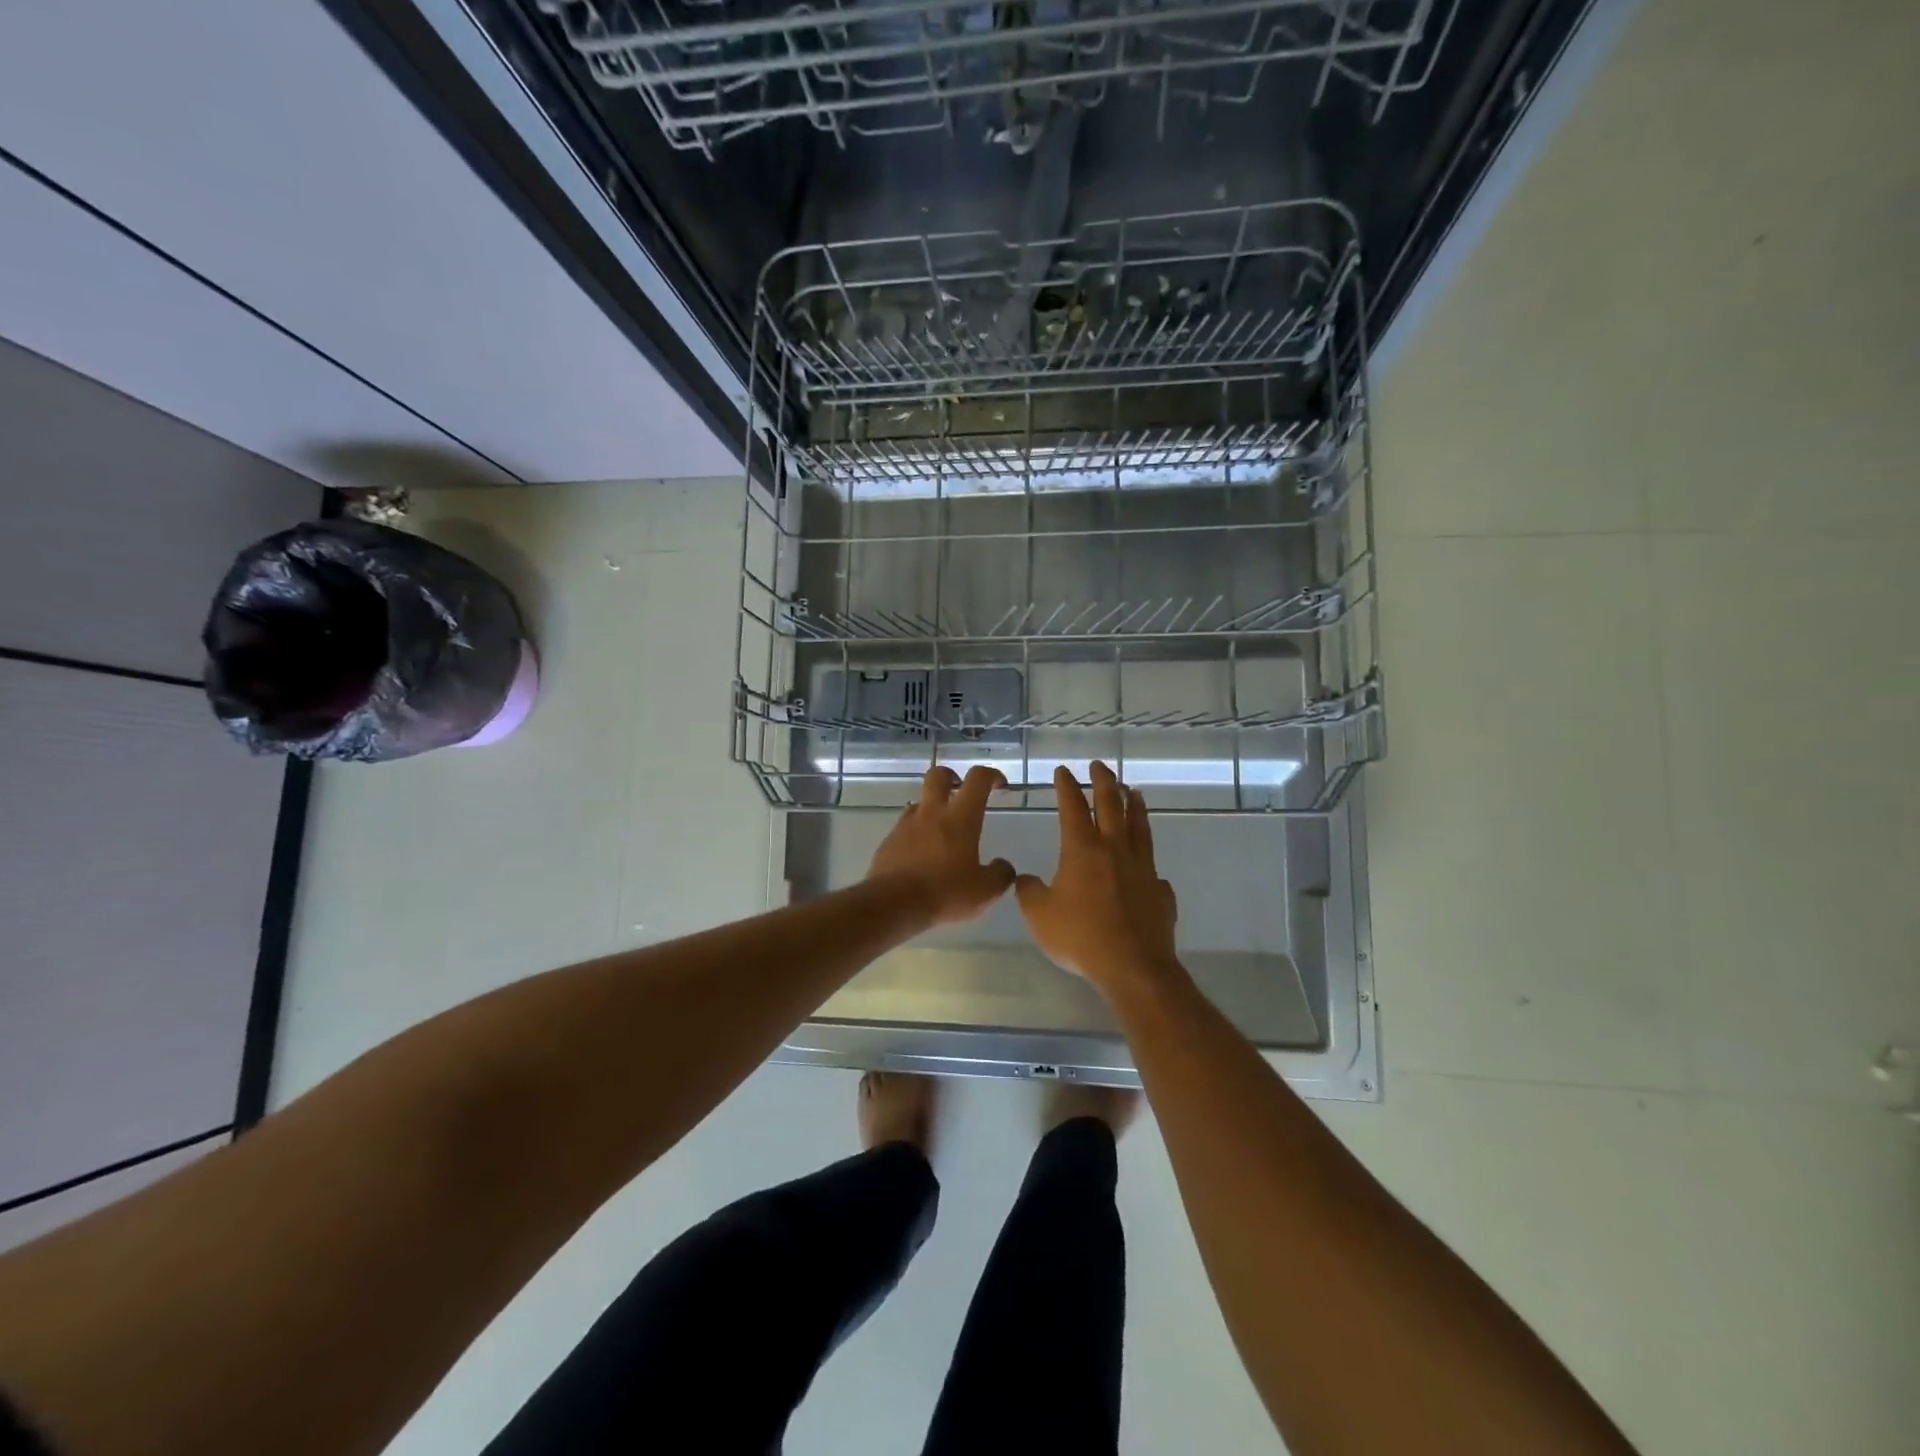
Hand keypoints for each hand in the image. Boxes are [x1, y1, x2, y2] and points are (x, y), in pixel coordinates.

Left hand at [867, 765, 1016, 926]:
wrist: (893, 904)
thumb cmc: (944, 892)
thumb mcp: (984, 891)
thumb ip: (1000, 875)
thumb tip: (1003, 866)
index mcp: (960, 817)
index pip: (978, 779)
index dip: (991, 775)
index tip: (999, 785)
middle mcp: (931, 813)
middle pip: (938, 775)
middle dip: (952, 777)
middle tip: (961, 792)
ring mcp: (906, 825)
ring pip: (919, 802)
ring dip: (932, 809)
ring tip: (942, 833)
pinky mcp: (888, 841)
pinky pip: (905, 828)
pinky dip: (916, 834)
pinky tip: (921, 856)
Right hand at [1016, 762, 1178, 989]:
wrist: (1133, 967)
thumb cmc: (1081, 937)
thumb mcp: (1039, 916)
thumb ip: (1029, 892)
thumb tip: (1025, 878)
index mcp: (1083, 850)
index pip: (1073, 807)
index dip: (1067, 787)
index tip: (1063, 771)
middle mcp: (1115, 850)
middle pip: (1112, 805)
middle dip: (1104, 782)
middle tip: (1100, 766)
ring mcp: (1143, 868)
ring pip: (1140, 827)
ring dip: (1135, 806)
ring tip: (1134, 791)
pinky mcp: (1160, 891)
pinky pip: (1153, 868)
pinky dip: (1148, 859)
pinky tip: (1148, 863)